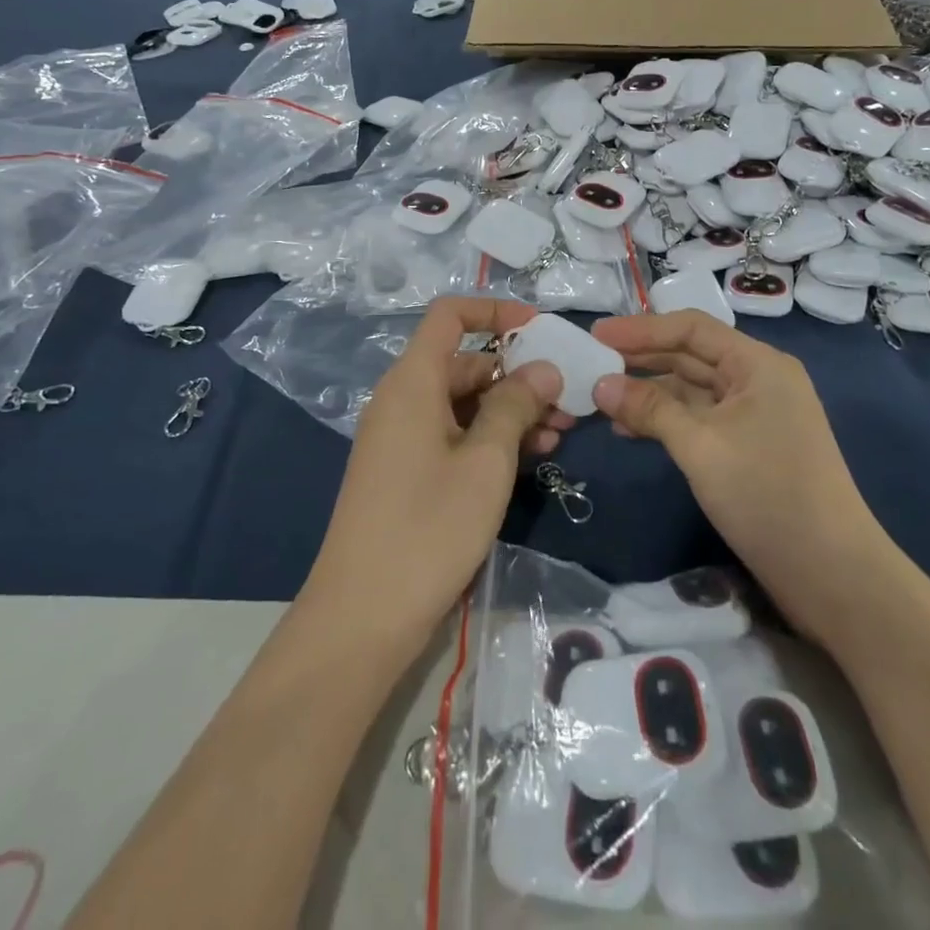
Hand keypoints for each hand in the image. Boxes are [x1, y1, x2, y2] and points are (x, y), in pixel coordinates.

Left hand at [305, 297, 568, 644]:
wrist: (362, 617)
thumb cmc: (428, 527)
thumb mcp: (486, 462)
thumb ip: (516, 405)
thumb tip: (543, 368)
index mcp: (413, 382)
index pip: (450, 316)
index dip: (495, 311)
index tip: (540, 329)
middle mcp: (404, 400)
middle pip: (465, 362)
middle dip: (518, 374)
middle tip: (567, 400)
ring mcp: (403, 438)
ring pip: (465, 403)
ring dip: (512, 411)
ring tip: (561, 434)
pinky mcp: (408, 472)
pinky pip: (455, 435)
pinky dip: (492, 439)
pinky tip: (533, 457)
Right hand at [590, 311, 877, 640]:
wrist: (832, 574)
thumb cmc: (766, 494)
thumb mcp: (700, 446)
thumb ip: (649, 409)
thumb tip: (600, 385)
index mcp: (757, 364)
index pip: (691, 328)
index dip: (641, 329)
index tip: (596, 335)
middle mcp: (758, 380)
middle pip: (691, 356)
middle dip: (641, 360)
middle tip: (591, 364)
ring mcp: (755, 415)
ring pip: (693, 390)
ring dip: (650, 393)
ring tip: (602, 400)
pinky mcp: (749, 447)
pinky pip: (700, 419)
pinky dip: (666, 421)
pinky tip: (630, 431)